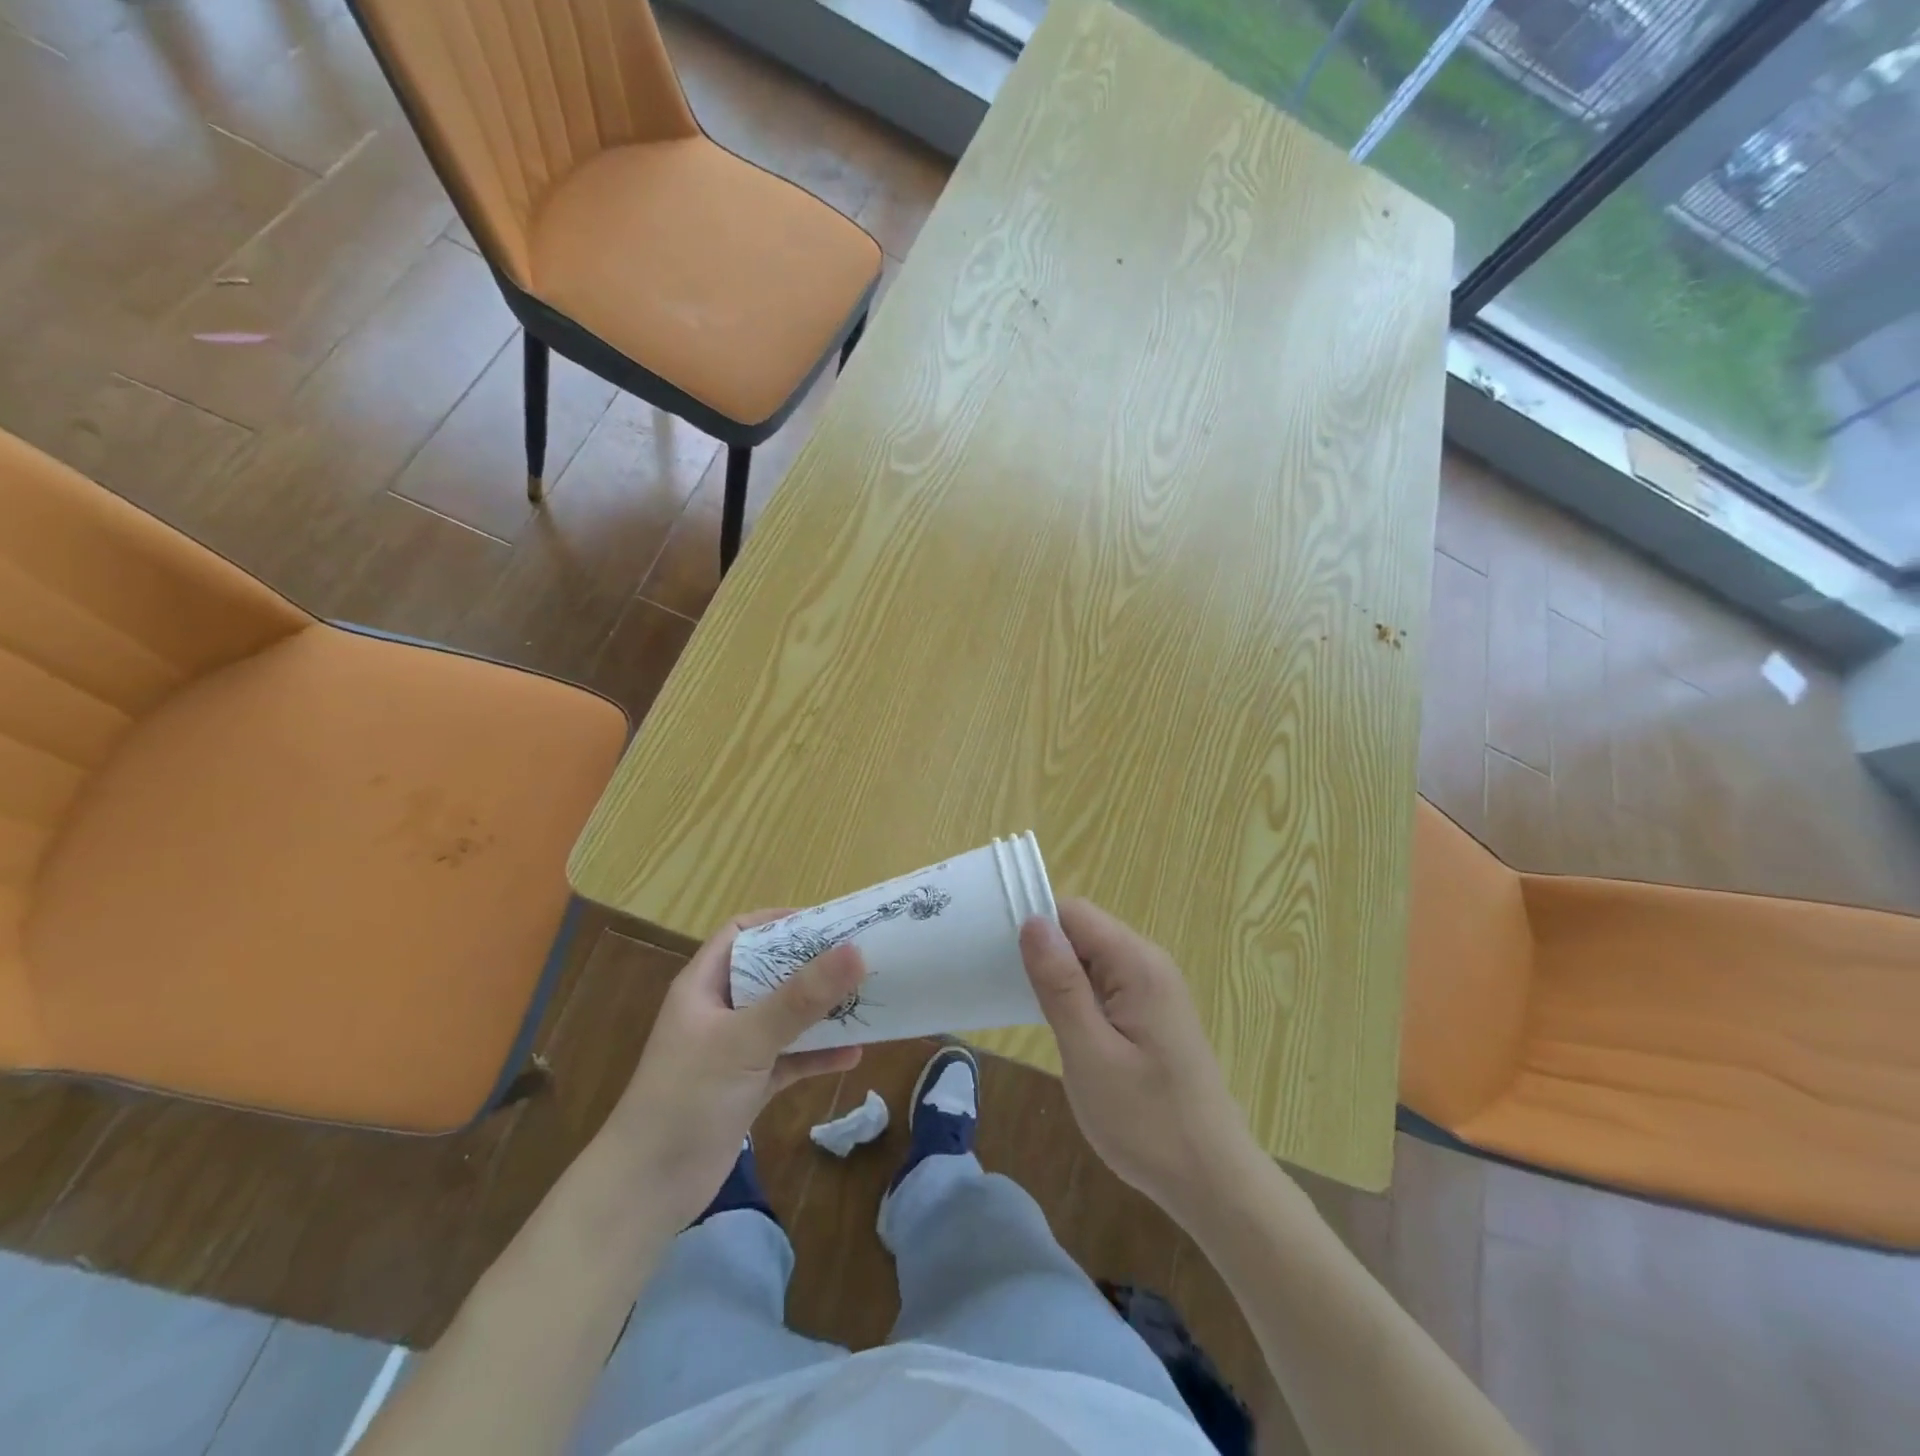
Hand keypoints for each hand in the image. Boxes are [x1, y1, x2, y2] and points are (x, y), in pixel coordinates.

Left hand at [606, 912, 865, 1227]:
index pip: (742, 933)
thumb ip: (801, 998)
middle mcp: (719, 1011)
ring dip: (820, 1011)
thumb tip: (855, 950)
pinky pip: (789, 1059)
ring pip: (784, 1017)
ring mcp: (733, 1051)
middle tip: (858, 957)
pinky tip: (853, 1055)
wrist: (646, 1191)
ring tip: (865, 1000)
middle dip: (812, 965)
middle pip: (770, 973)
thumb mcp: (746, 1040)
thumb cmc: (687, 1098)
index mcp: (704, 986)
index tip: (827, 922)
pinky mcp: (747, 1087)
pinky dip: (817, 1055)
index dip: (780, 922)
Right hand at [1019, 899, 1255, 1225]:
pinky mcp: (1152, 1014)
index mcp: (1137, 965)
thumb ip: (1060, 985)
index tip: (996, 953)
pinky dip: (1078, 996)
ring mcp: (1154, 989)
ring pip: (1092, 958)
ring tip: (1024, 1007)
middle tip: (1004, 986)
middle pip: (1083, 931)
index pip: (1075, 913)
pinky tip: (1060, 1027)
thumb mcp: (1090, 1054)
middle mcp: (1150, 964)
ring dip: (1059, 976)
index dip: (1035, 925)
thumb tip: (1033, 921)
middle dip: (1044, 951)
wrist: (1212, 1180)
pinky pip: (1106, 984)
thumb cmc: (1147, 1122)